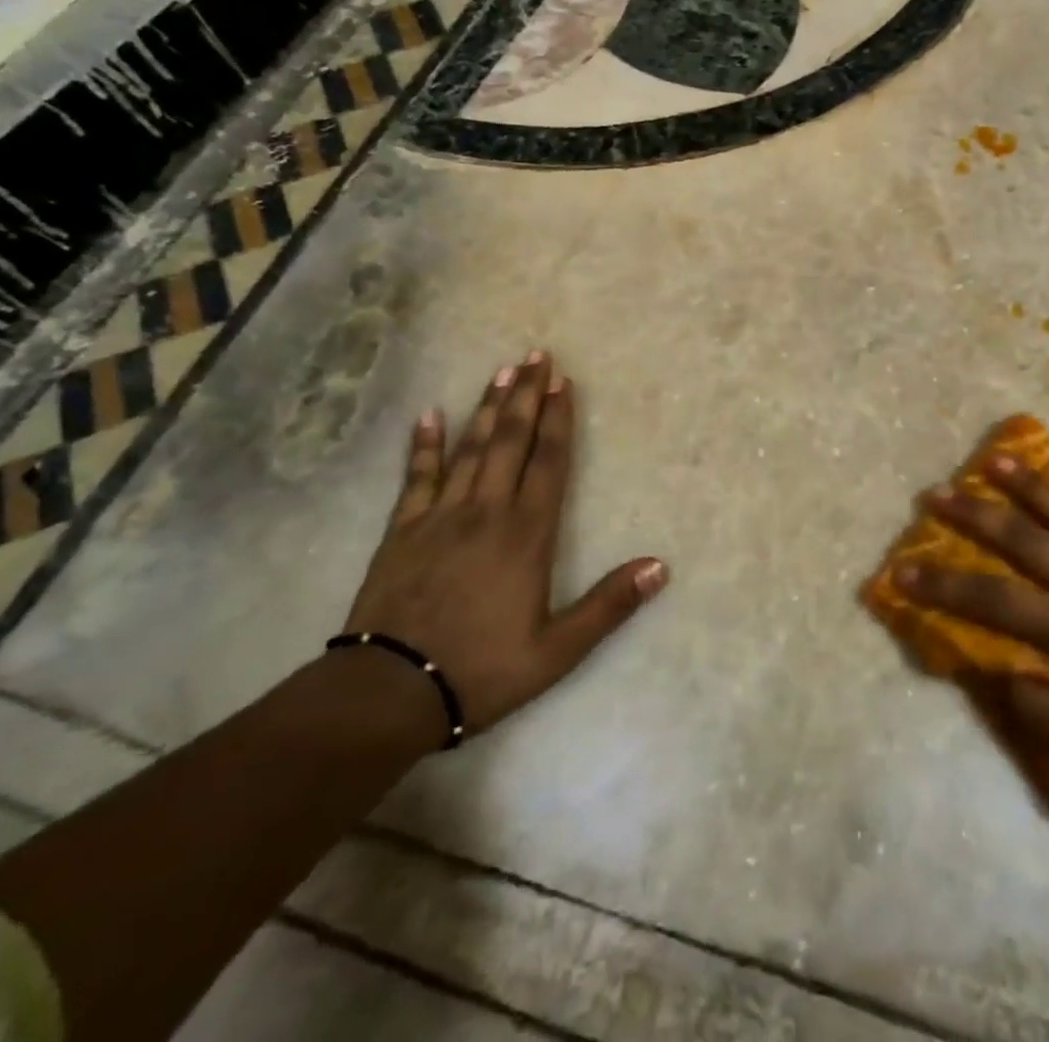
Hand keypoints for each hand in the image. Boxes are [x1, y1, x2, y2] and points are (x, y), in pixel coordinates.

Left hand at [344, 352, 668, 740]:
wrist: (387, 693)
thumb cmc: (481, 670)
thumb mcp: (557, 650)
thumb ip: (609, 605)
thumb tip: (661, 567)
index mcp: (527, 534)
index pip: (549, 462)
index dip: (559, 419)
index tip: (564, 382)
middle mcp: (486, 512)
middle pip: (510, 441)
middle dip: (526, 395)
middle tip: (536, 355)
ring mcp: (439, 517)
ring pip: (469, 449)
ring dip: (487, 407)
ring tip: (501, 371)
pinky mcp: (401, 531)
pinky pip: (416, 477)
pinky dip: (423, 444)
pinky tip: (428, 415)